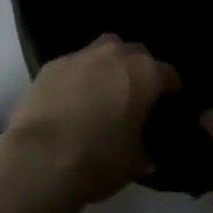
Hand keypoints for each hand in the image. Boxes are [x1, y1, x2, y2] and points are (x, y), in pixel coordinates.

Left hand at [0, 36, 180, 209]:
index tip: (169, 109)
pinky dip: (79, 77)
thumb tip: (150, 144)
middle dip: (139, 71)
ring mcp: (80, 55)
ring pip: (104, 51)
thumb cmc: (98, 160)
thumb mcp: (137, 162)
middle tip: (135, 99)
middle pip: (136, 54)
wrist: (40, 159)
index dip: (172, 92)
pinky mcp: (52, 64)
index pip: (170, 75)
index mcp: (144, 73)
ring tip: (103, 94)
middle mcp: (114, 53)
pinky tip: (72, 100)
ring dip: (108, 67)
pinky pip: (75, 65)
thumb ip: (150, 145)